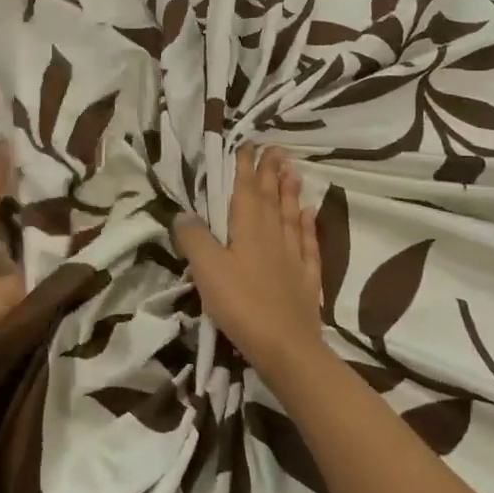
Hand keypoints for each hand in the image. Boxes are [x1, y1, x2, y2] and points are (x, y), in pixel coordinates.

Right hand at [174, 146, 324, 376]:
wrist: (286, 348)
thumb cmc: (241, 303)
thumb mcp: (207, 269)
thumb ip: (194, 237)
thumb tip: (184, 213)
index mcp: (248, 228)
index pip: (246, 189)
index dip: (245, 167)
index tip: (249, 144)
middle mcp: (273, 235)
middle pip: (272, 198)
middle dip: (271, 172)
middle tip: (276, 149)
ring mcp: (293, 257)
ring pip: (292, 216)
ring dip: (290, 192)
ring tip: (293, 171)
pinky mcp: (306, 280)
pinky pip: (309, 244)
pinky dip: (308, 225)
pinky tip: (309, 214)